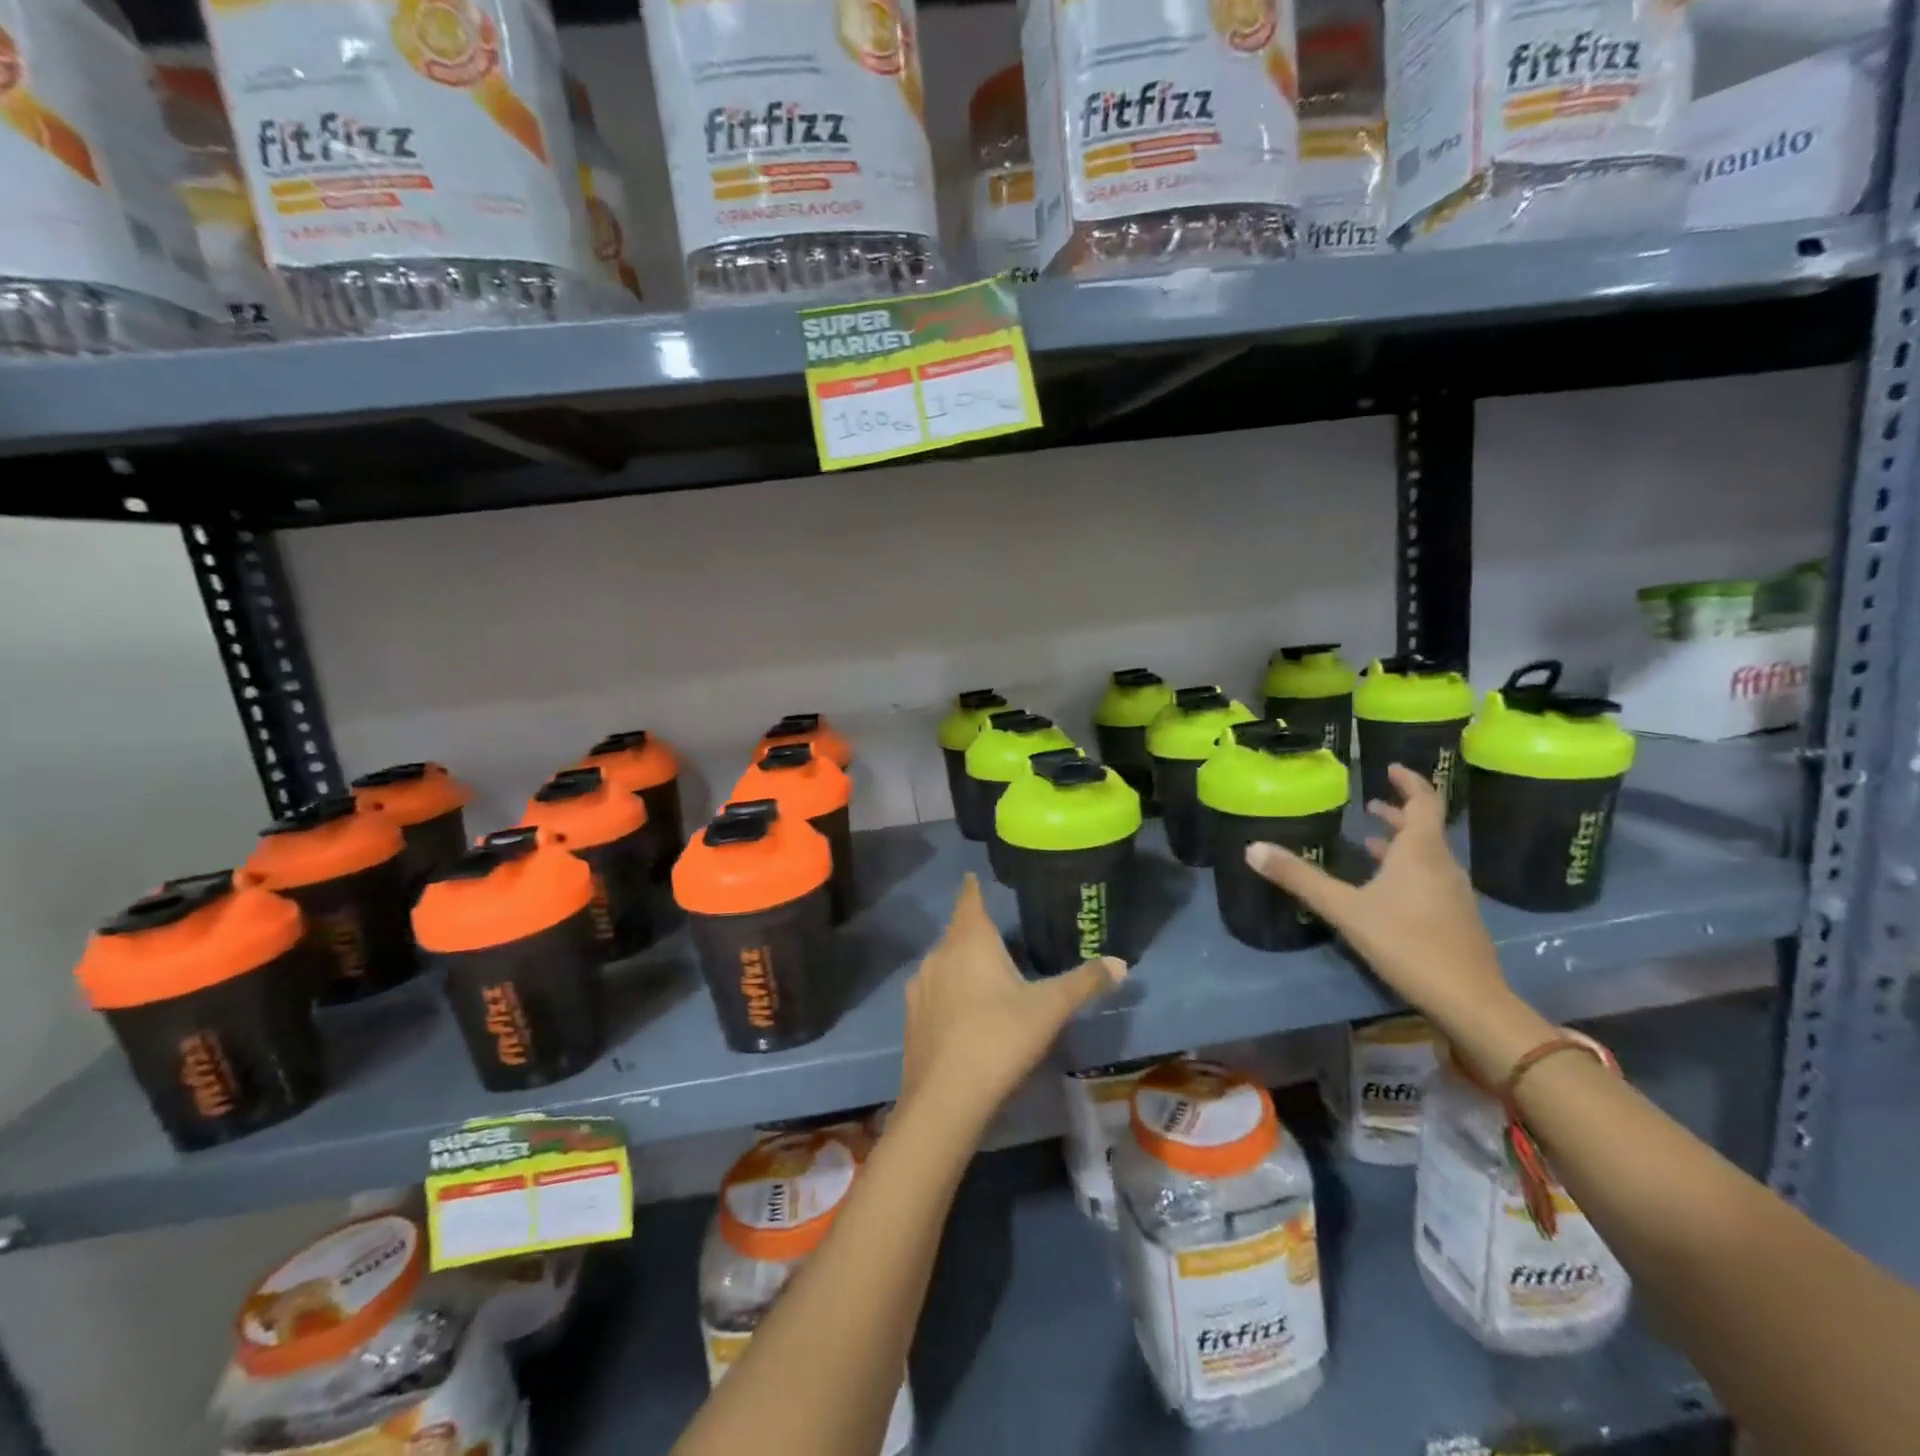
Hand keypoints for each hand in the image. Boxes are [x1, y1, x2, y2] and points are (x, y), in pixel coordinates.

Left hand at [900, 874, 1123, 1124]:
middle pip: (957, 931)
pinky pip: (932, 990)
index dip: (973, 887)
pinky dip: (947, 991)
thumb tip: (1121, 962)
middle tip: (996, 934)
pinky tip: (961, 1012)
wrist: (945, 1097)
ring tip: (982, 974)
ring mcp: (920, 985)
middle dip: (973, 929)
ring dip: (959, 962)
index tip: (974, 878)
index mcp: (970, 940)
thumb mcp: (1050, 1008)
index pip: (970, 899)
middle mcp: (939, 953)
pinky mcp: (910, 1016)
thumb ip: (1084, 982)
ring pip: (942, 961)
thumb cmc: (1000, 1038)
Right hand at [1244, 763, 1510, 1034]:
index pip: (1423, 802)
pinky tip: (1384, 889)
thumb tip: (1252, 848)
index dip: (1409, 782)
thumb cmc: (1407, 943)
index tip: (1391, 767)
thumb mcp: (1344, 908)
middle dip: (1397, 813)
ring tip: (1370, 841)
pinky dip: (1406, 869)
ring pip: (1426, 856)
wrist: (1469, 1000)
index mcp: (1420, 852)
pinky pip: (1428, 879)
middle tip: (1370, 804)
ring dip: (1400, 843)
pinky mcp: (1455, 918)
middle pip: (1423, 828)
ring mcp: (1452, 893)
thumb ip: (1299, 878)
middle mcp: (1441, 865)